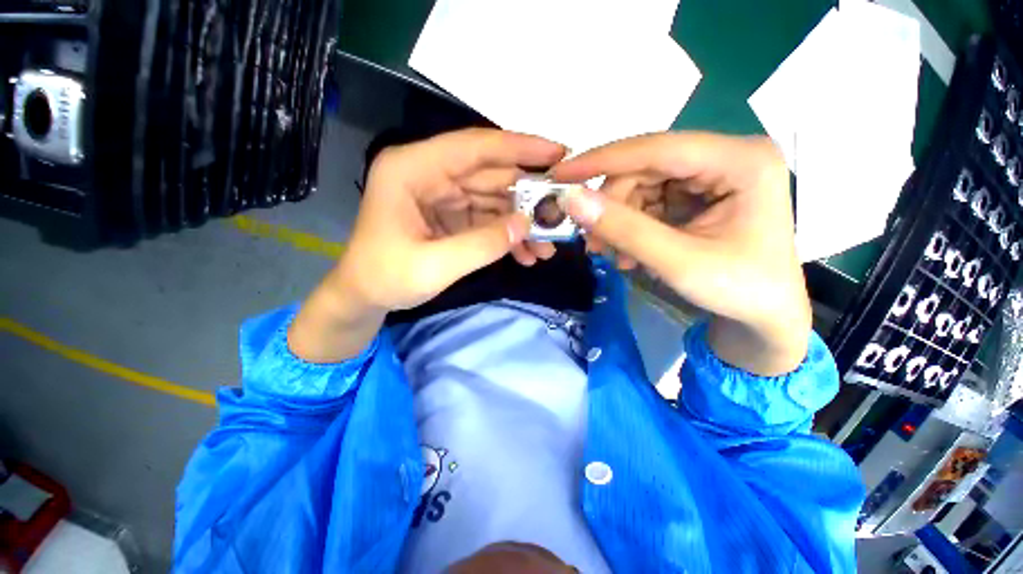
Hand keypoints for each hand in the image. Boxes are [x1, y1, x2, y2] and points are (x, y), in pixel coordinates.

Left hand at [289, 129, 565, 362]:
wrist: (364, 297)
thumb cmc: (385, 278)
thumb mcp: (434, 266)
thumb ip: (482, 244)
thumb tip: (527, 225)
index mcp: (413, 169)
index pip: (475, 147)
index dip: (519, 148)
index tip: (559, 154)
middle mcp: (430, 174)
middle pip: (490, 175)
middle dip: (528, 196)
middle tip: (562, 211)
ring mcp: (442, 196)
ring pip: (493, 200)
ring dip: (521, 222)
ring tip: (547, 246)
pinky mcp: (451, 216)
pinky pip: (486, 219)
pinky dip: (506, 235)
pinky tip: (525, 254)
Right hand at [552, 132, 810, 375]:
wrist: (765, 317)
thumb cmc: (739, 291)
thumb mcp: (678, 262)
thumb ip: (624, 229)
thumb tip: (571, 200)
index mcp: (741, 161)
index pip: (657, 148)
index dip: (601, 161)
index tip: (559, 175)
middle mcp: (727, 157)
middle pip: (647, 168)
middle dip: (612, 206)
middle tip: (593, 242)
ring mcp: (712, 175)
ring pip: (642, 186)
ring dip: (619, 221)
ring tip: (614, 255)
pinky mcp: (699, 194)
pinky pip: (650, 202)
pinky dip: (631, 227)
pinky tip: (630, 253)